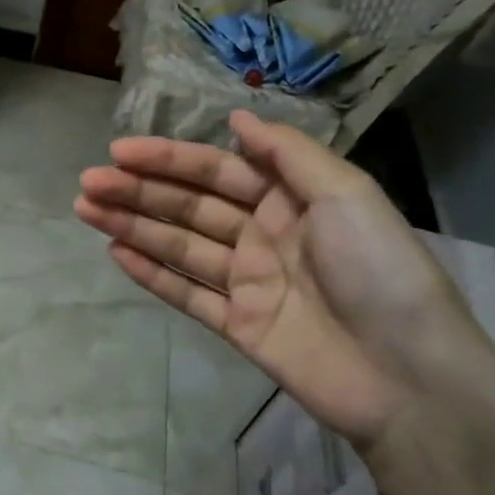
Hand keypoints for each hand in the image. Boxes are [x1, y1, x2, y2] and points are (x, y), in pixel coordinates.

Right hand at [75, 111, 494, 449]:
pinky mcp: (237, 324)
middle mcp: (263, 234)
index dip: (168, 159)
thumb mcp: (345, 195)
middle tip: (88, 183)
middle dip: (137, 191)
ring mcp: (247, 282)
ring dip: (132, 225)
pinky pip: (186, 293)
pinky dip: (151, 273)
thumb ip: (287, 154)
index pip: (216, 171)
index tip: (120, 152)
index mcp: (290, 200)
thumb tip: (237, 118)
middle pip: (188, 206)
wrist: (409, 376)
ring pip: (179, 245)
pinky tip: (116, 253)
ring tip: (85, 209)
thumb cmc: (379, 272)